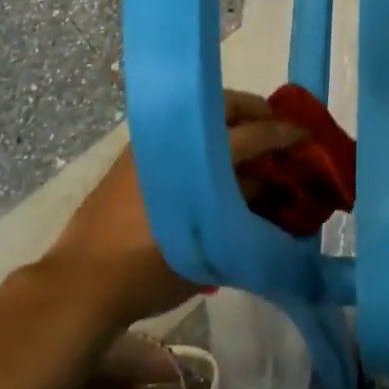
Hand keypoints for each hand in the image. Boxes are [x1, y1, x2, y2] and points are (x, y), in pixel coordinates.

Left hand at [43, 90, 304, 326]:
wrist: (83, 283)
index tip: (305, 136)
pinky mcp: (132, 155)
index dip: (283, 133)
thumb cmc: (151, 270)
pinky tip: (213, 160)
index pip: (250, 134)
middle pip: (223, 106)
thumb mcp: (211, 248)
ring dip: (228, 122)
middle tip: (276, 130)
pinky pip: (180, 131)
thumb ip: (242, 208)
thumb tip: (267, 182)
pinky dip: (203, 136)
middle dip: (255, 112)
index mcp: (194, 157)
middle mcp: (172, 138)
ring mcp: (148, 143)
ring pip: (200, 115)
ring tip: (249, 144)